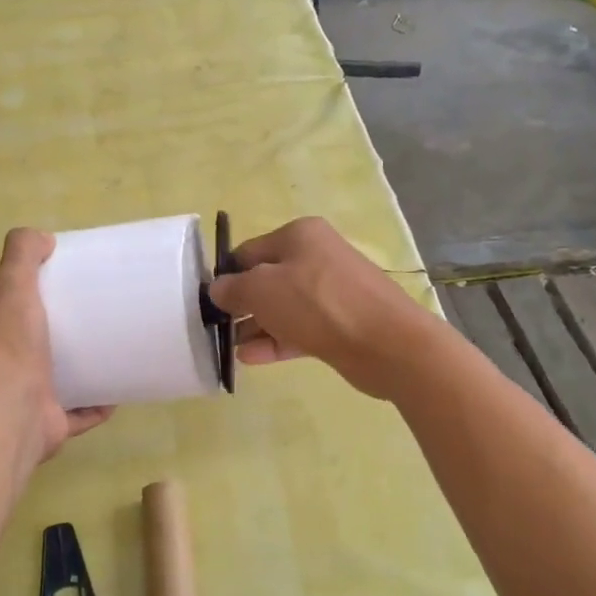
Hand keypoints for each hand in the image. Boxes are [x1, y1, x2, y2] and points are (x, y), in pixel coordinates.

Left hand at [0, 229, 112, 460]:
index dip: (23, 300)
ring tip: (107, 353)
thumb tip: (42, 237)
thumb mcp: (10, 288)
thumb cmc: (9, 349)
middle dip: (54, 338)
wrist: (13, 416)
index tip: (56, 290)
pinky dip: (95, 405)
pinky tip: (117, 392)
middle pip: (27, 349)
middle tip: (88, 320)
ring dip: (76, 372)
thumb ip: (21, 257)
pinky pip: (76, 414)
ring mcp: (20, 404)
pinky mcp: (46, 427)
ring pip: (51, 383)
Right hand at [205, 217, 440, 399]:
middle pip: (267, 280)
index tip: (209, 303)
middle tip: (217, 329)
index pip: (249, 252)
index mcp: (299, 235)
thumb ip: (233, 288)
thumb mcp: (262, 289)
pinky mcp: (340, 325)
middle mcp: (316, 257)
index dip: (227, 276)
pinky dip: (276, 341)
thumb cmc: (317, 303)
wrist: (386, 343)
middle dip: (241, 305)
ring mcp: (331, 293)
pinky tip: (251, 359)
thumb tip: (218, 290)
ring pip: (283, 308)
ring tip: (230, 349)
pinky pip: (299, 330)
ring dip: (256, 327)